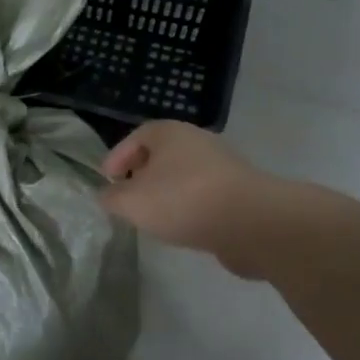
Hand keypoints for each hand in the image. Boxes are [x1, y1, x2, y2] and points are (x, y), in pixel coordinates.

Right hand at [100, 121, 286, 276]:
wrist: (252, 222)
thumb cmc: (183, 200)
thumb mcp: (132, 202)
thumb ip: (112, 198)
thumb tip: (107, 196)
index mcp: (169, 132)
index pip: (136, 137)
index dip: (118, 157)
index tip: (107, 180)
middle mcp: (197, 141)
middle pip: (161, 155)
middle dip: (142, 175)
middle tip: (128, 198)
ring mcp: (222, 166)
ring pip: (183, 176)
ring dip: (166, 193)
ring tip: (153, 217)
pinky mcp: (239, 191)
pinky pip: (203, 195)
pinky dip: (189, 207)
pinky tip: (183, 227)